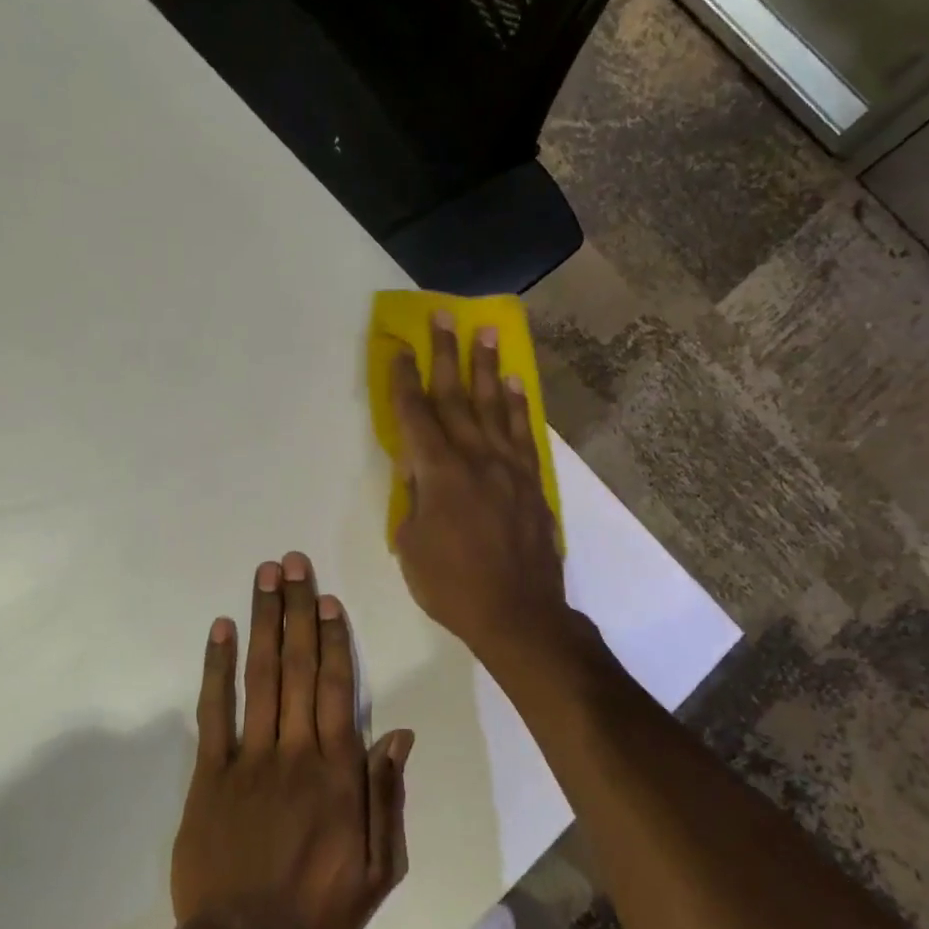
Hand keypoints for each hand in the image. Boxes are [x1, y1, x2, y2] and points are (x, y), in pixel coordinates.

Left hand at [171, 553, 413, 928]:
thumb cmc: (316, 906)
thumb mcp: (377, 868)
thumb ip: (386, 796)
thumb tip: (397, 734)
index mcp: (336, 770)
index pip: (336, 688)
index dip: (333, 639)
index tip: (329, 599)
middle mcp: (294, 750)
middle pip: (297, 667)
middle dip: (297, 610)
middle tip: (294, 562)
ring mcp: (248, 757)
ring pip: (259, 677)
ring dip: (263, 622)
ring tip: (265, 578)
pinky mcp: (209, 772)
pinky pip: (214, 711)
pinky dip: (216, 668)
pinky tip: (220, 630)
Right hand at [388, 311, 572, 666]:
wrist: (518, 613)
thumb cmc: (452, 585)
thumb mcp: (411, 545)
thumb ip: (413, 499)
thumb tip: (416, 469)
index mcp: (438, 473)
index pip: (415, 414)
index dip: (402, 379)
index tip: (397, 346)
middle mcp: (474, 457)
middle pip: (455, 395)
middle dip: (444, 353)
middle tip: (441, 315)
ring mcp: (508, 466)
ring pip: (493, 405)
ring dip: (486, 366)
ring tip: (484, 331)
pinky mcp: (531, 481)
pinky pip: (522, 432)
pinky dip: (517, 405)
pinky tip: (514, 383)